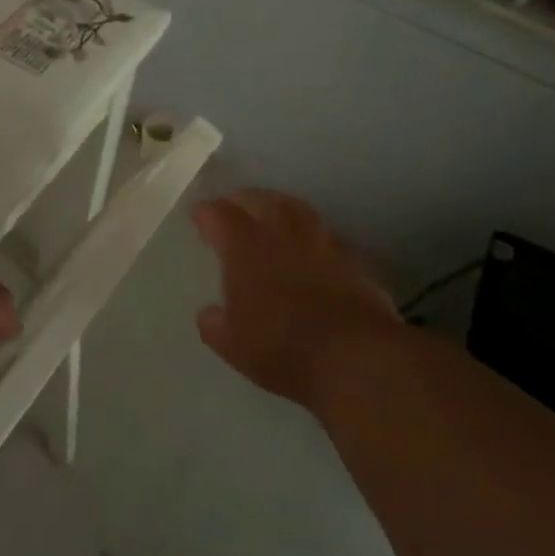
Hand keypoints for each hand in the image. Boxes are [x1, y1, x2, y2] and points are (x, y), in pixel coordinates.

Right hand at [191, 190, 402, 411]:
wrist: (356, 357)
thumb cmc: (283, 348)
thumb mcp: (234, 346)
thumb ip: (215, 325)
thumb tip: (209, 313)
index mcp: (244, 247)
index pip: (218, 214)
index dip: (205, 213)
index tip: (198, 216)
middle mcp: (280, 232)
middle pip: (257, 199)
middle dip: (240, 200)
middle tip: (231, 208)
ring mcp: (319, 240)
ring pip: (293, 207)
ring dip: (276, 205)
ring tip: (269, 214)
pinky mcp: (349, 256)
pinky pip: (320, 230)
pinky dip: (306, 230)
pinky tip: (306, 245)